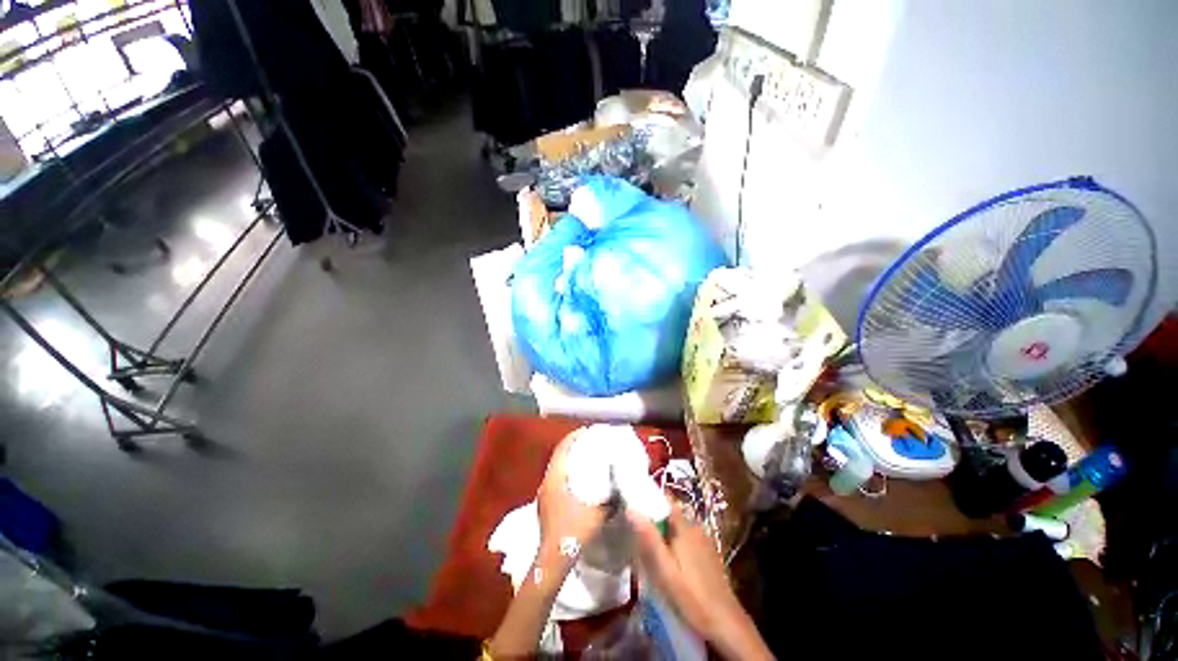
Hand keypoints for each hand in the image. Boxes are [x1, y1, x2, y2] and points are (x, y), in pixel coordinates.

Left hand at [536, 431, 609, 559]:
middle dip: (574, 447)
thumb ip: (610, 497)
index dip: (574, 436)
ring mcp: (544, 494)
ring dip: (571, 460)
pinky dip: (568, 473)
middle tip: (590, 442)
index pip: (562, 448)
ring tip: (587, 457)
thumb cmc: (574, 532)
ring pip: (558, 468)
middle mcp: (547, 482)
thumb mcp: (597, 511)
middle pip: (559, 456)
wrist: (554, 560)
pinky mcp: (546, 504)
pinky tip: (580, 480)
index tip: (587, 430)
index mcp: (555, 478)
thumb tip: (621, 485)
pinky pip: (558, 479)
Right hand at [629, 504, 773, 660]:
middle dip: (655, 522)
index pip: (665, 500)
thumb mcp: (665, 570)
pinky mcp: (709, 555)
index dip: (649, 500)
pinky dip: (676, 546)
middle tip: (639, 538)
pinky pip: (687, 541)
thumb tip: (631, 509)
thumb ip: (649, 538)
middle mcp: (696, 528)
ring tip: (651, 553)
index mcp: (684, 527)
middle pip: (670, 515)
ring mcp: (705, 541)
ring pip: (678, 530)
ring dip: (665, 536)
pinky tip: (671, 565)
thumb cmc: (692, 596)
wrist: (726, 623)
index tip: (634, 507)